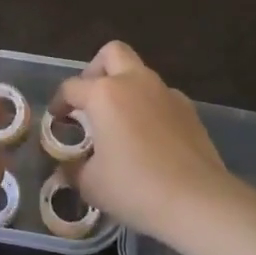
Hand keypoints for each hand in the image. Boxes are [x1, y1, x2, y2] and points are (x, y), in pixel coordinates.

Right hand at [55, 41, 231, 239]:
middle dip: (96, 69)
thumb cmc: (135, 188)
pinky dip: (150, 108)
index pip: (71, 87)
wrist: (198, 201)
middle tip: (91, 99)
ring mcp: (166, 93)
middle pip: (112, 53)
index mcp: (104, 94)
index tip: (57, 120)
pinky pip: (162, 97)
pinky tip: (150, 138)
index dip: (59, 102)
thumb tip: (68, 166)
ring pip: (140, 74)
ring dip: (126, 88)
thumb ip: (73, 169)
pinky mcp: (189, 109)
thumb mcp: (91, 185)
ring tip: (120, 123)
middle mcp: (135, 82)